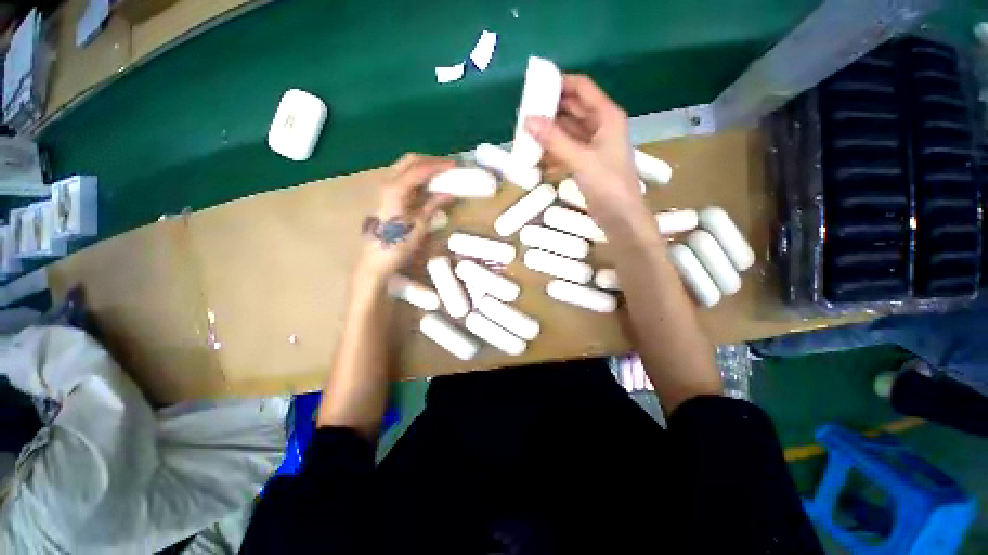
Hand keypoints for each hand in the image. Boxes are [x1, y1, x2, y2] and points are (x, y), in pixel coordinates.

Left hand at [356, 154, 454, 282]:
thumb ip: (433, 204)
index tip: (454, 166)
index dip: (438, 166)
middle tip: (448, 167)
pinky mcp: (386, 196)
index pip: (420, 169)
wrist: (376, 260)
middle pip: (409, 161)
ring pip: (405, 167)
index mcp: (396, 189)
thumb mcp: (420, 225)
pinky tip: (428, 184)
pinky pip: (403, 178)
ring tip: (441, 174)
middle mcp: (387, 183)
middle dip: (430, 161)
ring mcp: (384, 188)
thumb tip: (450, 192)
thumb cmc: (398, 245)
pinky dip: (417, 177)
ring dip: (423, 167)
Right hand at [525, 75, 651, 230]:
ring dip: (549, 135)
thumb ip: (554, 140)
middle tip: (524, 115)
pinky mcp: (587, 164)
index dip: (560, 82)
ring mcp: (594, 146)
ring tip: (526, 138)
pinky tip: (538, 162)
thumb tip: (528, 120)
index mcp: (606, 116)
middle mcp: (601, 126)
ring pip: (567, 133)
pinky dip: (553, 155)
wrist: (621, 218)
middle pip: (572, 110)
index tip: (535, 86)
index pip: (582, 88)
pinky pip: (567, 151)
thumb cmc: (608, 185)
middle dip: (550, 111)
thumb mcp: (580, 159)